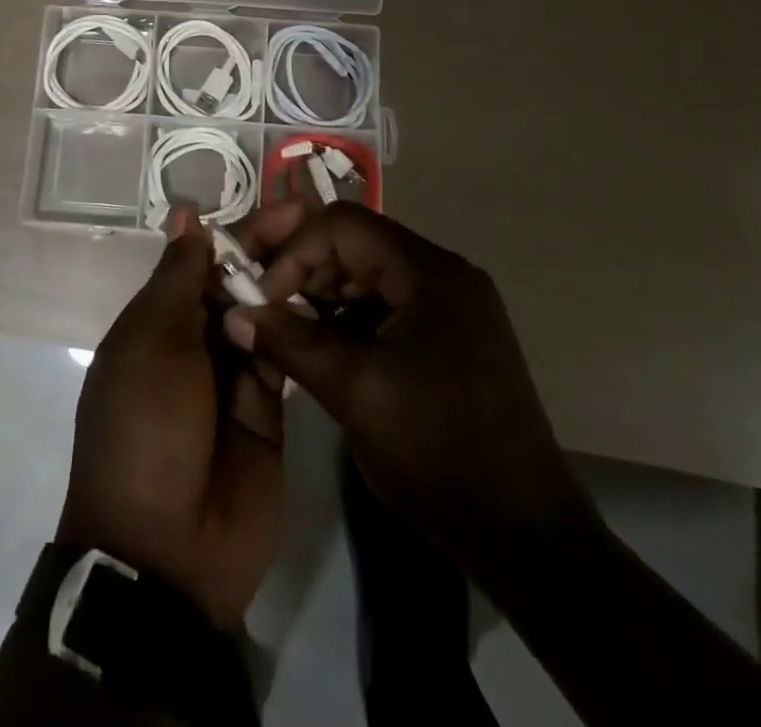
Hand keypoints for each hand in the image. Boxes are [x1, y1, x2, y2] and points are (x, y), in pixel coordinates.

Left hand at [55, 203, 295, 627]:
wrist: (169, 551)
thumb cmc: (146, 427)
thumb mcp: (153, 343)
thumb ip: (179, 278)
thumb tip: (185, 215)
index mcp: (157, 320)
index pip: (202, 259)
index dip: (240, 231)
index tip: (285, 206)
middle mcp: (195, 340)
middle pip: (236, 281)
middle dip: (272, 250)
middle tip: (319, 221)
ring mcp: (234, 373)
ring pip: (264, 313)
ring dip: (290, 283)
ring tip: (334, 249)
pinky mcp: (269, 406)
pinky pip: (286, 355)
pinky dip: (303, 328)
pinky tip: (334, 298)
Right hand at [225, 203, 599, 586]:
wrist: (524, 535)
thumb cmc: (439, 454)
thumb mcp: (355, 394)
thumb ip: (291, 343)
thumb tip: (235, 313)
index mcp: (430, 273)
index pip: (344, 224)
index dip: (295, 251)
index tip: (265, 299)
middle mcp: (442, 274)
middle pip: (355, 243)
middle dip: (305, 271)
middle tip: (269, 313)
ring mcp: (449, 305)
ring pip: (366, 274)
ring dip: (323, 297)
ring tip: (291, 335)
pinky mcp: (447, 334)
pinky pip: (384, 305)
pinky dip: (348, 320)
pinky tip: (325, 351)